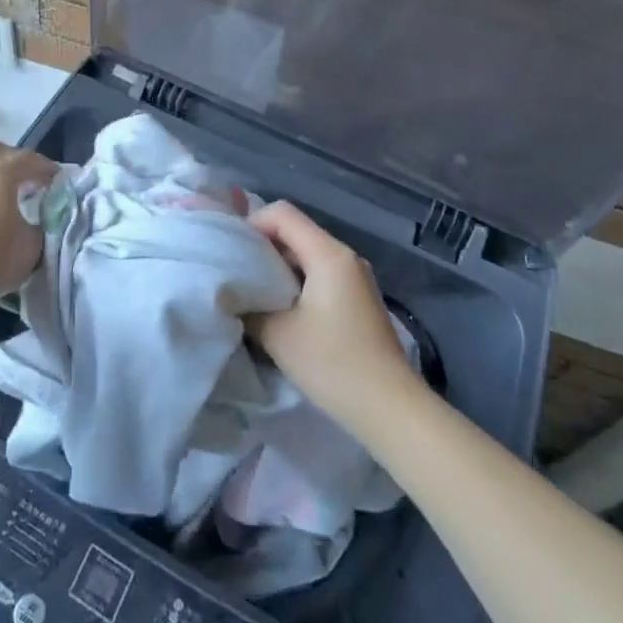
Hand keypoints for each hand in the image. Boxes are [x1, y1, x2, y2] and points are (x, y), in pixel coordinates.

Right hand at [247, 202, 416, 429]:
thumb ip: (250, 306)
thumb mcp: (278, 335)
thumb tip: (234, 295)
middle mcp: (345, 256)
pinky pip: (321, 273)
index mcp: (328, 253)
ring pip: (308, 253)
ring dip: (279, 267)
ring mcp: (356, 277)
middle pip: (295, 231)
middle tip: (236, 272)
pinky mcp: (359, 298)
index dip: (252, 224)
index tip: (232, 251)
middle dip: (263, 246)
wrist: (391, 409)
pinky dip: (297, 281)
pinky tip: (283, 310)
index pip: (282, 213)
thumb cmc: (333, 364)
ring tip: (255, 293)